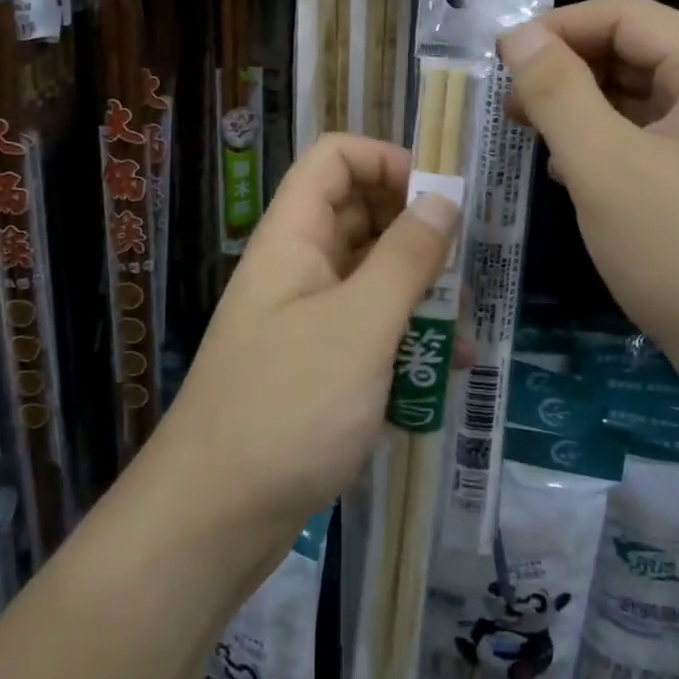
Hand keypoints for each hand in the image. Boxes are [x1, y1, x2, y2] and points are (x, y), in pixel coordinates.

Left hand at [151, 134, 456, 538]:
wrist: (213, 520)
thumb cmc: (288, 407)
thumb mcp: (360, 325)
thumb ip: (406, 258)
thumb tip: (444, 198)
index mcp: (293, 237)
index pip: (335, 158)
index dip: (387, 160)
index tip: (441, 195)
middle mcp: (297, 267)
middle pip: (358, 213)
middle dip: (415, 229)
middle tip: (465, 260)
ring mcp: (305, 318)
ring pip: (370, 276)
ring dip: (419, 292)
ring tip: (465, 327)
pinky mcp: (317, 366)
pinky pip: (368, 330)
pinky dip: (405, 340)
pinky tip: (446, 374)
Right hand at [500, 0, 678, 390]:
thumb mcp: (606, 165)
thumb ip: (557, 92)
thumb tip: (518, 36)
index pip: (623, 16)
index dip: (556, 28)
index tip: (499, 59)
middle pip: (631, 52)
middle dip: (565, 70)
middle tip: (508, 105)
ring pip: (635, 99)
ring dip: (579, 109)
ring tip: (530, 135)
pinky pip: (645, 140)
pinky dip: (602, 145)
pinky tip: (568, 174)